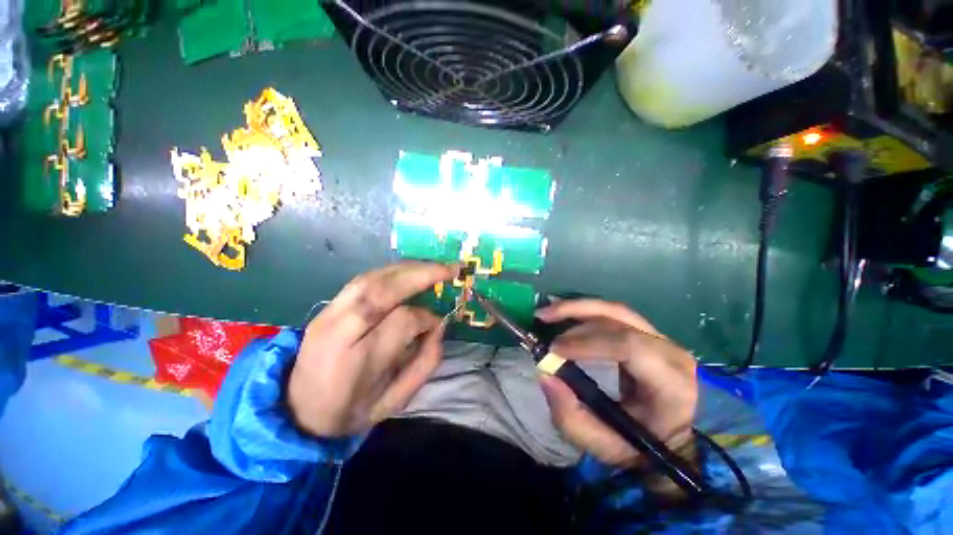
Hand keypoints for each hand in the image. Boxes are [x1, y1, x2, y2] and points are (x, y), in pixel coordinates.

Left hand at [288, 261, 457, 436]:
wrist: (297, 410)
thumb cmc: (353, 410)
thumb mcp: (396, 400)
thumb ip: (425, 363)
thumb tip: (439, 325)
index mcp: (358, 361)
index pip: (402, 321)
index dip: (427, 317)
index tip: (438, 323)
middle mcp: (339, 331)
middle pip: (383, 290)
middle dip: (422, 274)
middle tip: (450, 268)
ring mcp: (327, 314)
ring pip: (371, 278)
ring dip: (407, 268)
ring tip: (433, 266)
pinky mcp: (326, 307)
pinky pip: (362, 280)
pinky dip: (390, 271)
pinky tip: (408, 271)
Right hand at [535, 300, 697, 468]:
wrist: (672, 441)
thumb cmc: (643, 448)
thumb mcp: (605, 446)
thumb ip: (572, 418)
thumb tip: (545, 375)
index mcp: (672, 384)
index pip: (630, 346)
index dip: (588, 342)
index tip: (554, 349)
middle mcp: (670, 352)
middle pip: (619, 317)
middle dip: (575, 314)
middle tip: (542, 318)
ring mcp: (660, 339)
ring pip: (614, 310)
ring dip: (577, 308)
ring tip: (547, 313)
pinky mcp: (646, 334)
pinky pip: (612, 315)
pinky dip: (584, 312)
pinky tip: (564, 314)